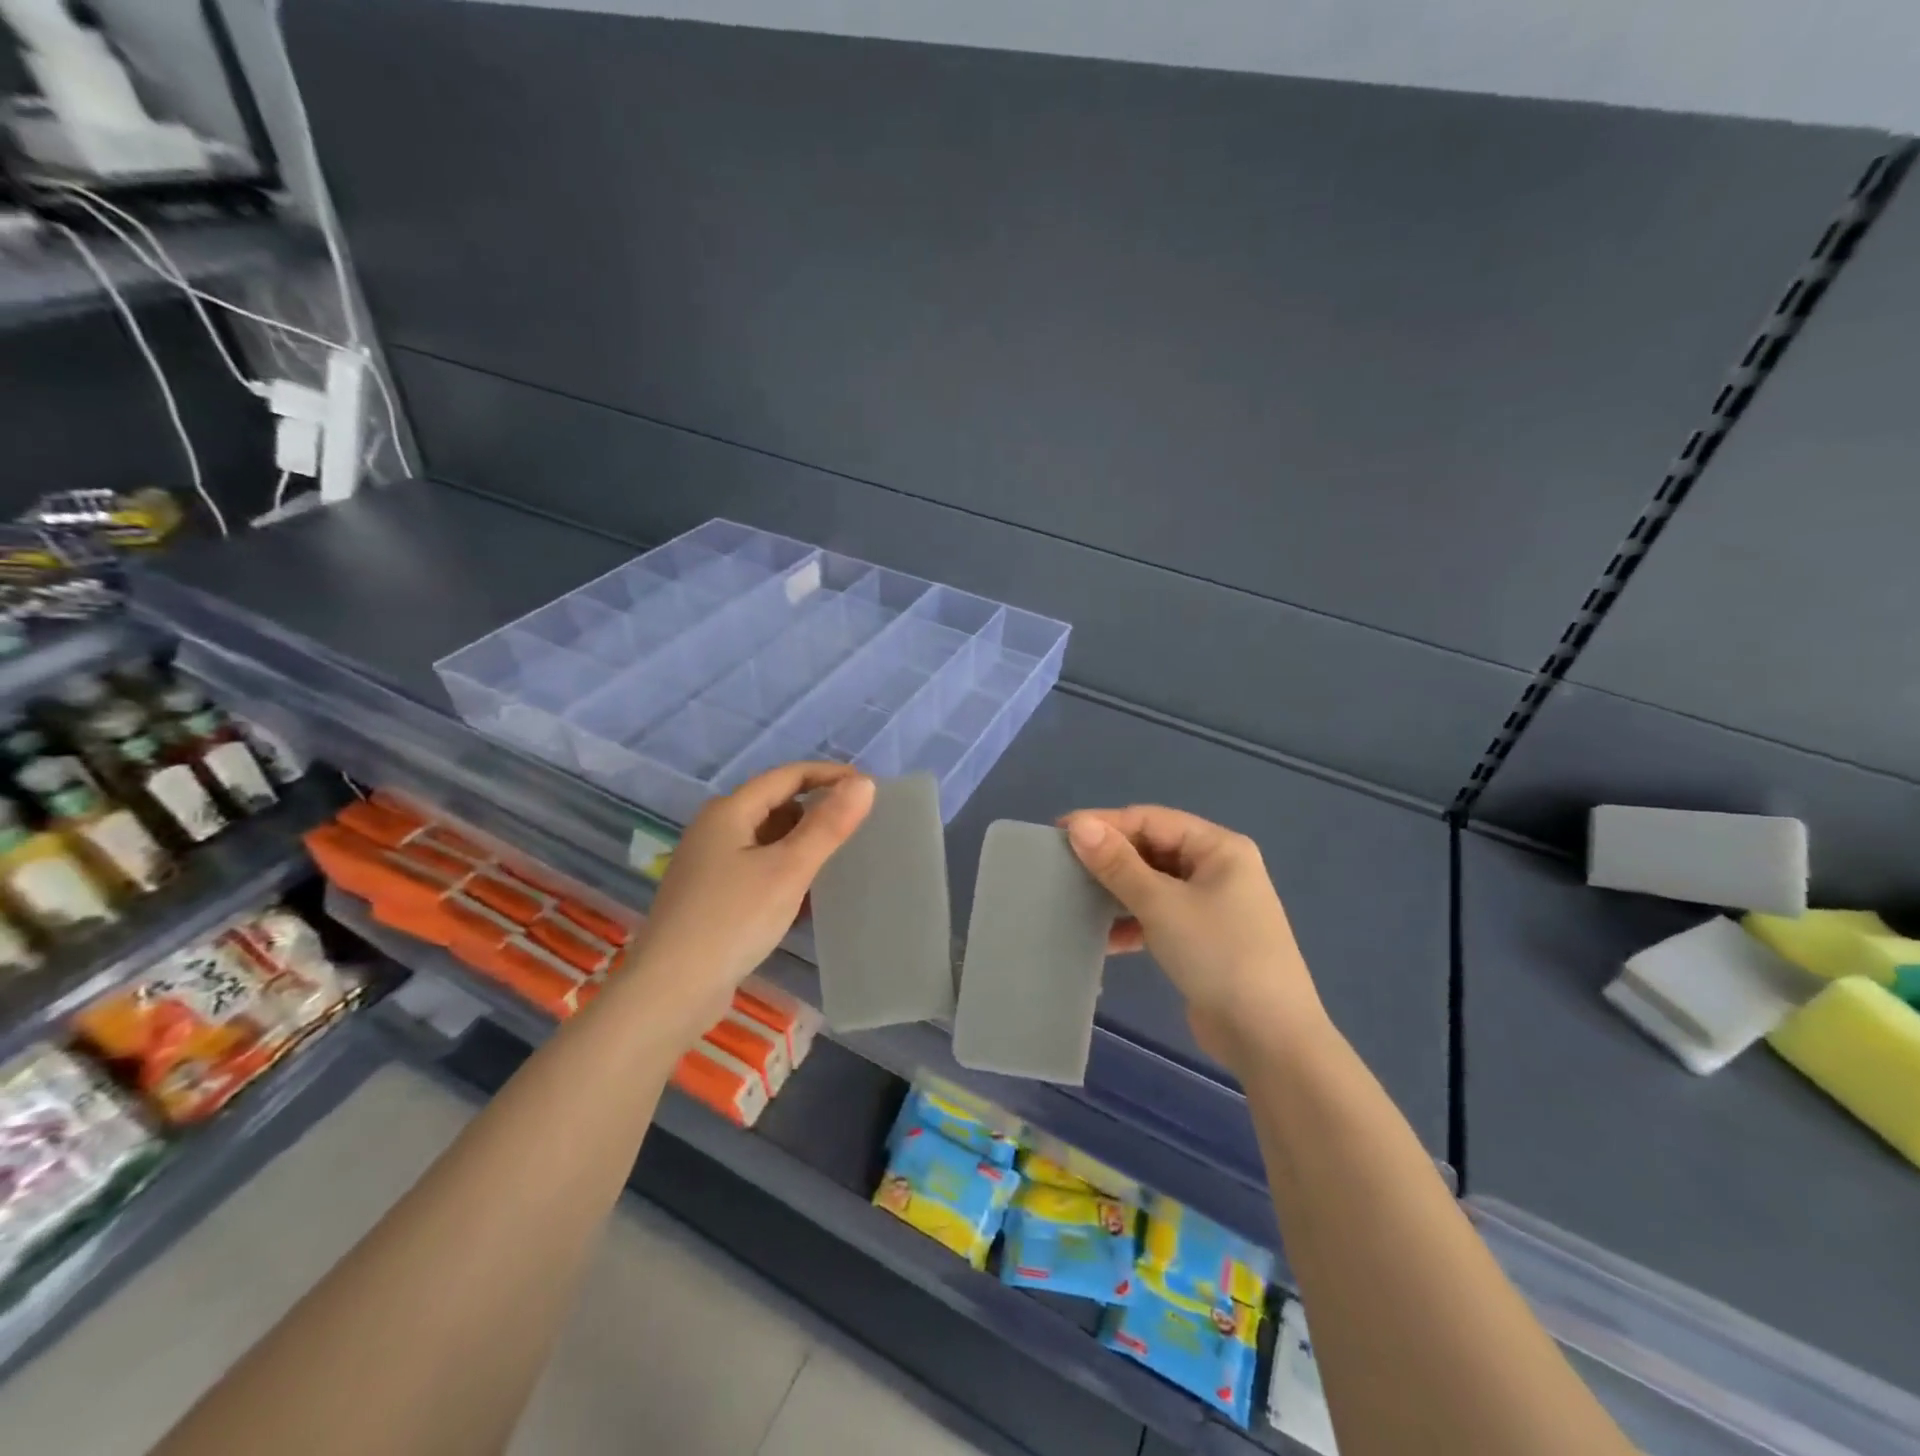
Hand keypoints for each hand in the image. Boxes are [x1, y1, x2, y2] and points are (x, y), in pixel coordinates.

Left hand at [627, 763, 874, 1043]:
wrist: (670, 991)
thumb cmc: (732, 920)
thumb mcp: (788, 869)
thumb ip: (828, 825)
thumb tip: (864, 783)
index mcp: (729, 811)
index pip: (787, 776)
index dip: (830, 775)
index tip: (869, 788)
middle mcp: (714, 829)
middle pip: (775, 803)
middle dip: (816, 808)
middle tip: (858, 825)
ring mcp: (708, 864)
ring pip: (766, 837)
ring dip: (801, 841)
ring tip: (838, 857)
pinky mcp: (710, 895)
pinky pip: (756, 866)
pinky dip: (784, 868)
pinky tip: (804, 893)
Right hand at [1062, 806, 1326, 1071]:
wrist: (1269, 1039)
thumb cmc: (1219, 955)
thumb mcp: (1162, 904)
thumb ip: (1118, 864)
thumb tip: (1078, 824)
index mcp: (1218, 847)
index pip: (1151, 820)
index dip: (1105, 823)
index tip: (1059, 833)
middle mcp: (1218, 868)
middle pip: (1152, 849)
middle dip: (1110, 859)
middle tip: (1063, 867)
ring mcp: (1213, 905)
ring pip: (1154, 884)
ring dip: (1118, 892)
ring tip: (1077, 900)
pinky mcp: (1203, 938)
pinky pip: (1160, 915)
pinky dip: (1134, 922)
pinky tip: (1107, 939)